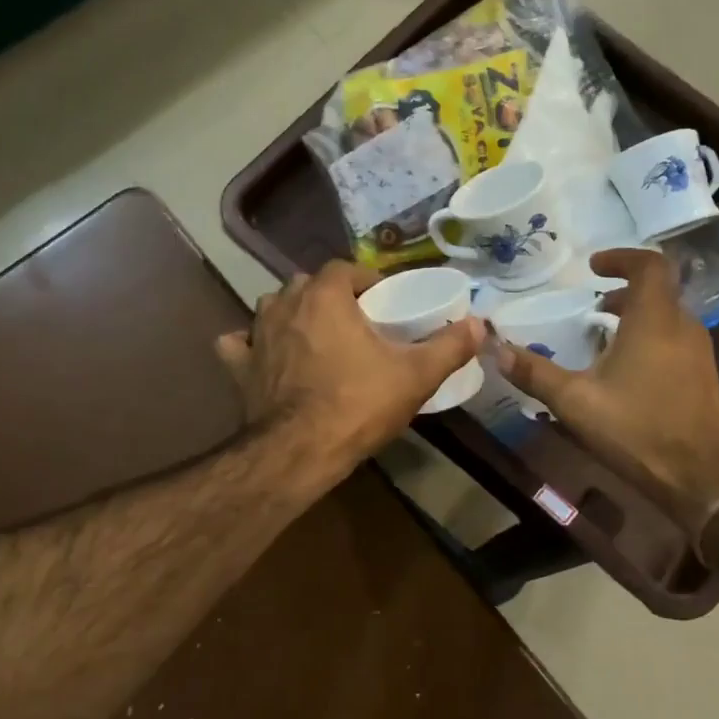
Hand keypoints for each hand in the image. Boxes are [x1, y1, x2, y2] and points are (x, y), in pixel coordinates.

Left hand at [216, 261, 483, 478]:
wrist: (299, 451)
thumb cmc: (358, 404)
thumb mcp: (415, 376)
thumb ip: (449, 346)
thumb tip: (480, 324)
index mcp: (324, 296)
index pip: (343, 268)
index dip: (364, 279)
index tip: (381, 300)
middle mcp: (284, 304)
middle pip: (307, 284)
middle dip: (329, 295)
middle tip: (353, 321)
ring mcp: (256, 334)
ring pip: (271, 307)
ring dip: (291, 314)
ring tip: (314, 336)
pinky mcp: (239, 366)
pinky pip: (239, 343)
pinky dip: (250, 345)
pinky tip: (263, 355)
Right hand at [497, 249, 718, 531]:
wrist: (701, 479)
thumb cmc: (637, 430)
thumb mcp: (575, 401)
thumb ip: (535, 372)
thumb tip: (495, 349)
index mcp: (655, 320)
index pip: (649, 265)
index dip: (621, 258)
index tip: (593, 267)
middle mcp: (683, 327)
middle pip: (658, 290)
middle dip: (624, 291)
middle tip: (592, 304)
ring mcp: (699, 353)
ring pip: (667, 316)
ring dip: (636, 316)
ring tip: (602, 336)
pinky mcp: (703, 377)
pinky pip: (674, 339)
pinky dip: (648, 337)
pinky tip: (624, 370)